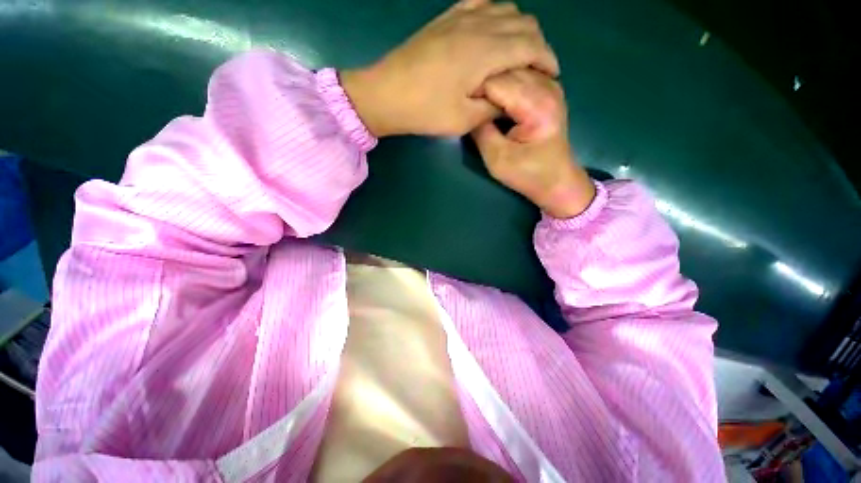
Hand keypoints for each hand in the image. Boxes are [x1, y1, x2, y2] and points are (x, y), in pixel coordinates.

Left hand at [340, 0, 558, 137]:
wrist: (387, 94)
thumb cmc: (425, 111)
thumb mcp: (464, 120)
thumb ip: (493, 106)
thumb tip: (509, 96)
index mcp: (486, 52)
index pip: (531, 45)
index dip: (547, 59)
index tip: (551, 74)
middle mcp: (479, 25)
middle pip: (524, 23)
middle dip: (538, 44)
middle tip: (537, 68)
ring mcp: (461, 17)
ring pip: (506, 9)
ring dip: (520, 29)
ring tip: (519, 52)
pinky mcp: (447, 18)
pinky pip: (482, 3)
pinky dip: (497, 15)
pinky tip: (494, 32)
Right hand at [471, 69, 594, 218]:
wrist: (557, 181)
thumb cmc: (528, 174)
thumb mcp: (497, 159)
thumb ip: (480, 132)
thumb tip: (466, 110)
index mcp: (535, 105)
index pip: (495, 82)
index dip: (473, 91)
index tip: (460, 105)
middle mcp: (546, 86)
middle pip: (505, 69)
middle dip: (482, 83)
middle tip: (467, 102)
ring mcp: (550, 85)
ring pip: (513, 67)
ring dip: (494, 80)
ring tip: (480, 99)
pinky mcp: (549, 90)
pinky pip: (522, 73)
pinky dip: (506, 81)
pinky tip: (496, 96)